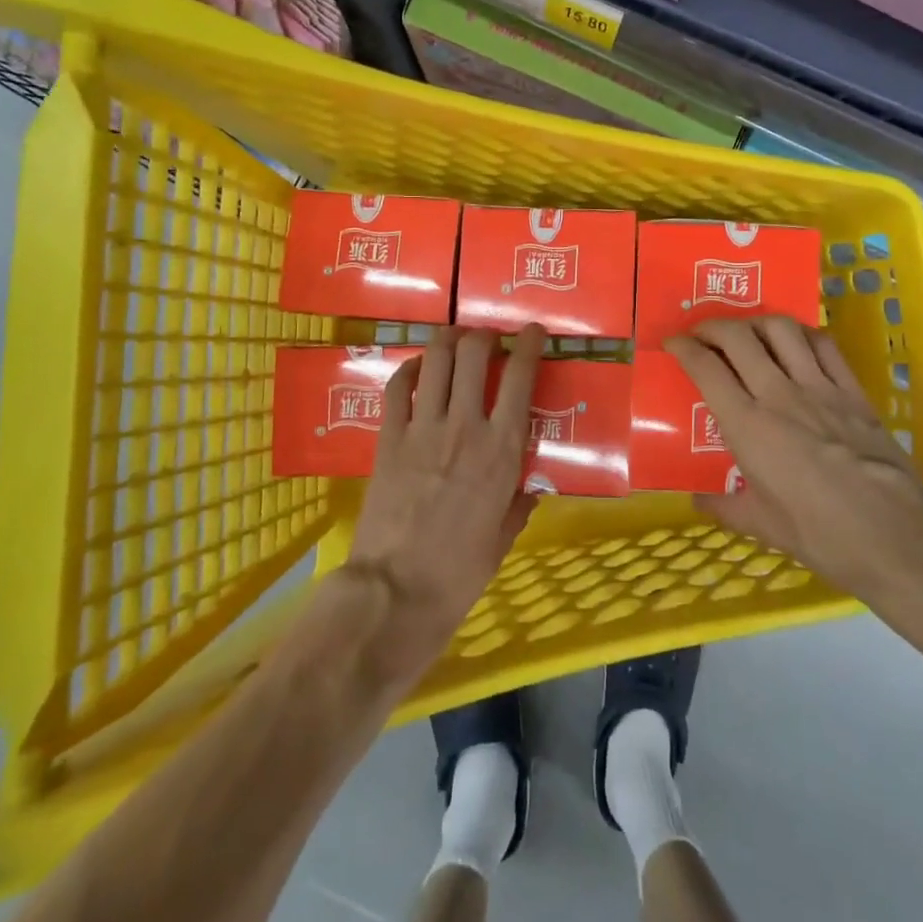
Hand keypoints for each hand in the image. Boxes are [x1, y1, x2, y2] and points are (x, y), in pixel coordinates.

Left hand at [345, 324, 543, 680]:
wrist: (395, 590)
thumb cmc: (459, 572)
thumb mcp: (503, 538)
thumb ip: (519, 505)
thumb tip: (530, 488)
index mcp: (501, 449)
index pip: (520, 377)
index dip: (529, 345)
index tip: (534, 331)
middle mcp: (465, 426)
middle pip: (473, 353)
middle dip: (484, 335)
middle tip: (488, 339)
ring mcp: (423, 428)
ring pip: (435, 359)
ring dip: (448, 339)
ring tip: (455, 339)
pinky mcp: (388, 438)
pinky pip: (397, 387)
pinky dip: (409, 369)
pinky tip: (417, 369)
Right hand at [668, 317, 922, 632]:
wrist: (897, 535)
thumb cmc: (821, 534)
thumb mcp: (762, 526)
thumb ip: (724, 507)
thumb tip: (697, 499)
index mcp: (748, 426)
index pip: (706, 368)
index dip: (683, 348)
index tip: (672, 344)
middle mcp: (779, 394)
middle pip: (738, 336)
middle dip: (712, 326)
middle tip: (702, 334)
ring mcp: (819, 388)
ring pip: (781, 329)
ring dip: (756, 322)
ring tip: (746, 332)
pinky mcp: (853, 391)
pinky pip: (824, 344)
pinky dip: (802, 333)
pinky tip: (795, 342)